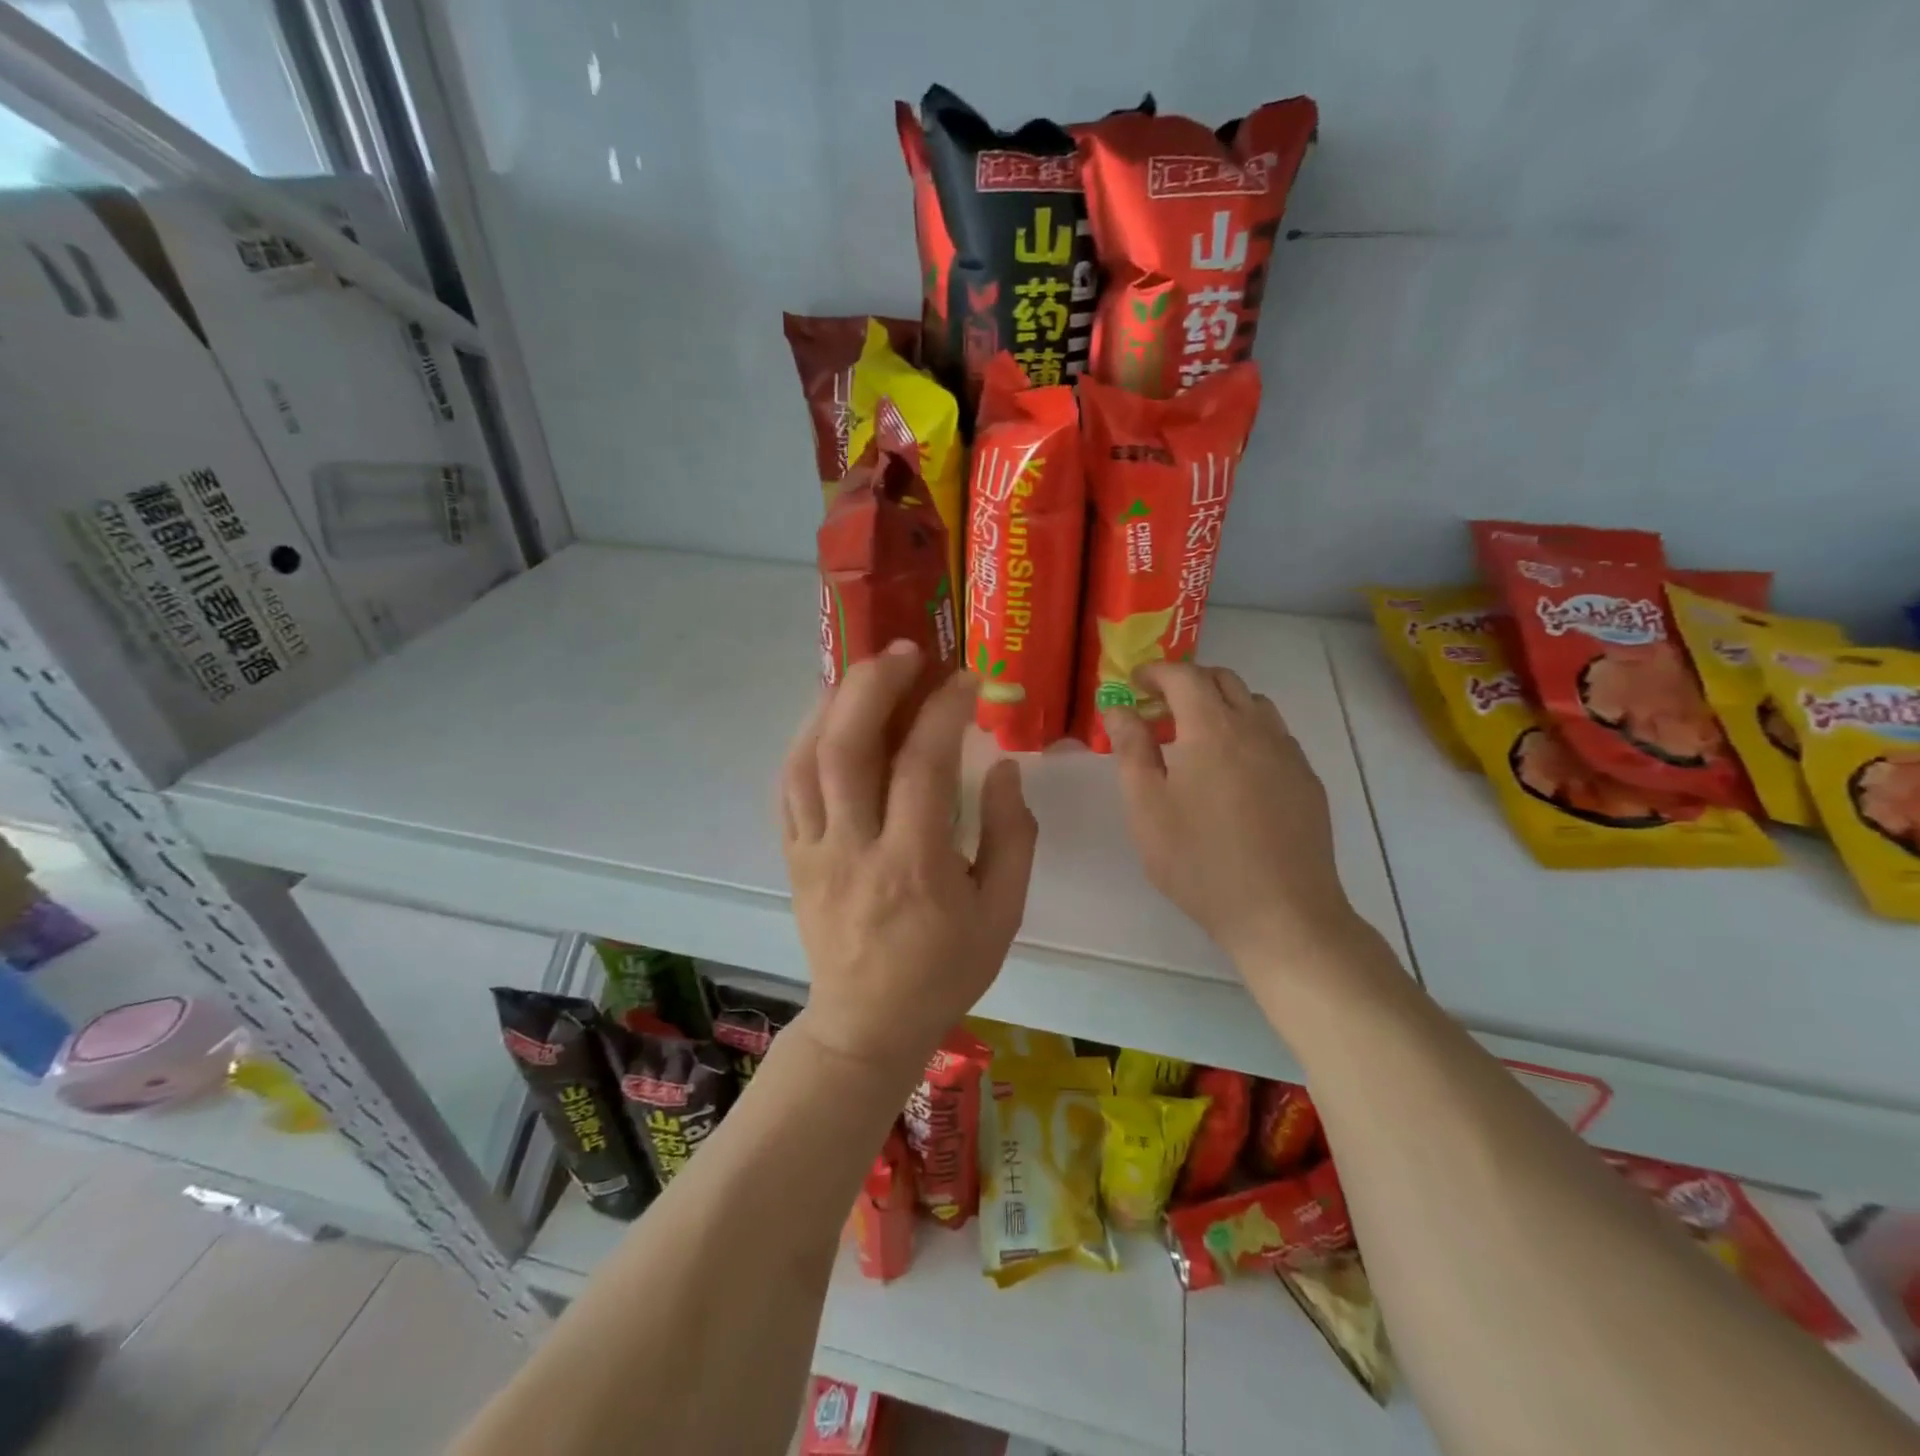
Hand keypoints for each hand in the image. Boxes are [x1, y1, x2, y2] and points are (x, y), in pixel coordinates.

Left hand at [780, 642, 1038, 1079]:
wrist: (868, 1025)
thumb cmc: (945, 971)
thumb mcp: (1002, 914)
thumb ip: (1011, 837)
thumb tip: (1002, 766)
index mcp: (915, 866)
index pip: (924, 765)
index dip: (944, 709)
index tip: (966, 679)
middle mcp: (856, 849)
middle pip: (848, 748)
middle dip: (875, 685)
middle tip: (905, 652)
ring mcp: (815, 852)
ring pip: (806, 761)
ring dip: (832, 704)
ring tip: (862, 673)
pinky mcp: (793, 858)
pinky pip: (788, 789)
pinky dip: (805, 742)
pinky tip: (828, 719)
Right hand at [1105, 661, 1361, 968]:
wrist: (1282, 913)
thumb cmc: (1200, 862)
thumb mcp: (1147, 808)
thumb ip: (1132, 750)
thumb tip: (1119, 709)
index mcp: (1212, 729)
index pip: (1184, 676)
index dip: (1155, 672)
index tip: (1134, 684)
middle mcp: (1256, 729)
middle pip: (1224, 680)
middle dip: (1188, 682)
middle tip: (1160, 708)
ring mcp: (1288, 754)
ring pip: (1254, 705)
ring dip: (1221, 704)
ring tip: (1196, 737)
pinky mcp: (1307, 781)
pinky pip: (1275, 735)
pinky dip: (1247, 732)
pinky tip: (1234, 771)